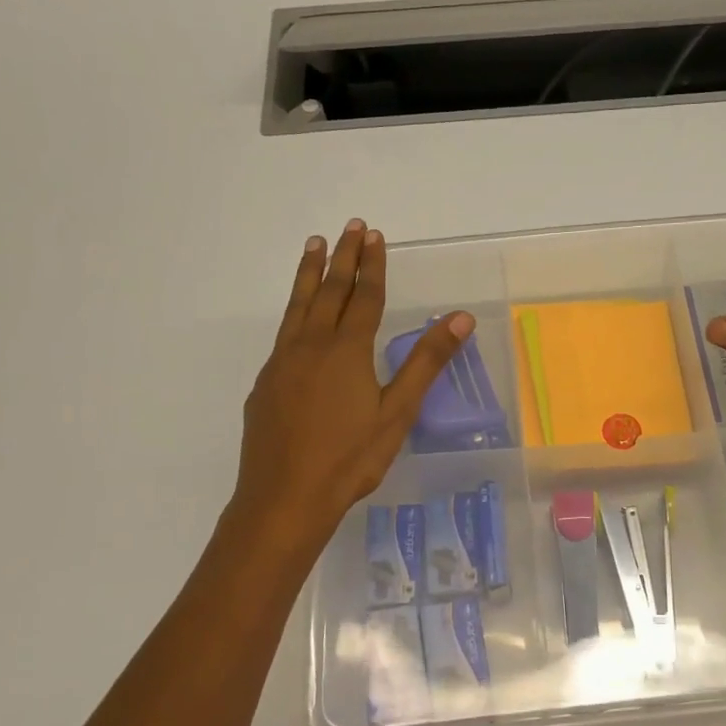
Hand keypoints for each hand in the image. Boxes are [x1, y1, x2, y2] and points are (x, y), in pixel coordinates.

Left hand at [234, 219, 473, 545]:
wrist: (284, 498)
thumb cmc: (350, 459)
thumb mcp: (398, 412)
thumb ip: (426, 362)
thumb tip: (459, 318)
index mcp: (347, 351)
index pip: (364, 297)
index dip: (371, 265)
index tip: (374, 236)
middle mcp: (311, 346)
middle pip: (329, 291)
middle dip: (341, 257)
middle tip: (350, 227)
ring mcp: (283, 363)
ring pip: (298, 306)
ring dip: (308, 273)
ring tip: (313, 245)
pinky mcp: (266, 384)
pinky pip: (283, 334)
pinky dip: (293, 311)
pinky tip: (297, 319)